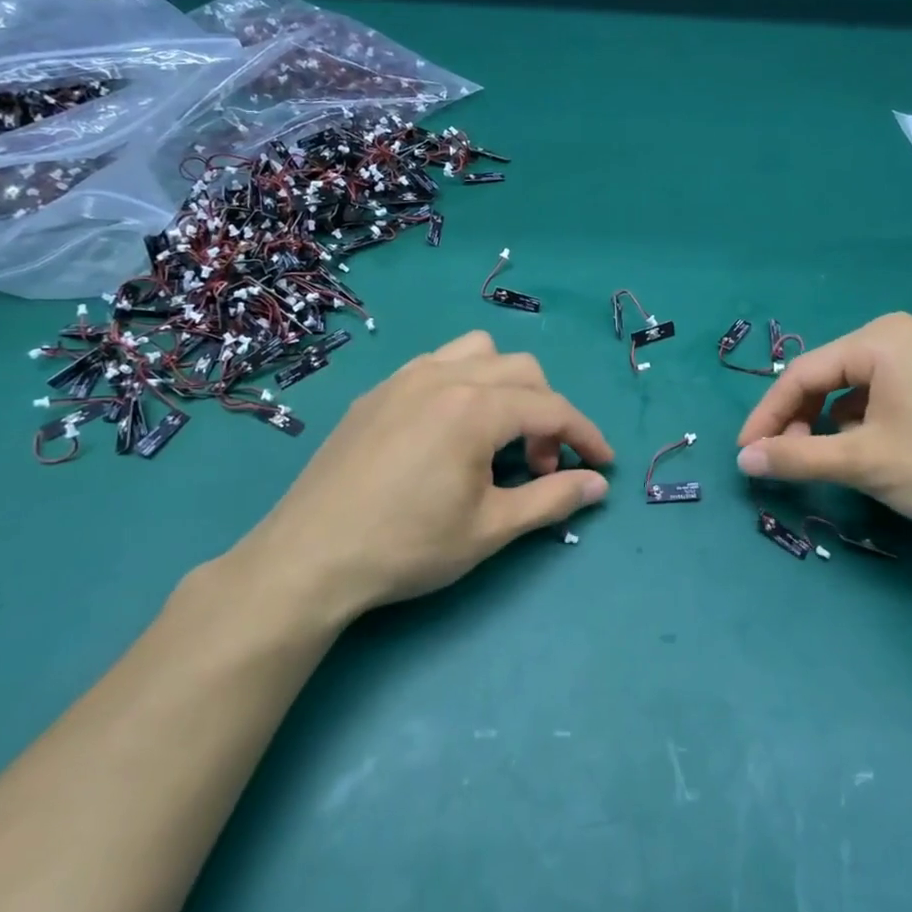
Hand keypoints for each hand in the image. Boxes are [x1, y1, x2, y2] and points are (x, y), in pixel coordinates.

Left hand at [237, 330, 612, 621]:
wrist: (309, 558)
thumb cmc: (408, 546)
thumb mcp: (491, 528)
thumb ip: (552, 499)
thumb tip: (597, 485)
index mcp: (476, 408)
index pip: (552, 408)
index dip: (585, 435)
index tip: (602, 464)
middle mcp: (444, 377)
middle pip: (522, 371)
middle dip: (547, 413)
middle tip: (541, 465)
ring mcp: (405, 378)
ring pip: (478, 352)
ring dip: (506, 385)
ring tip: (498, 433)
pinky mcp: (377, 393)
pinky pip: (437, 365)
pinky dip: (464, 383)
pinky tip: (449, 431)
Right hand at [735, 312, 911, 534]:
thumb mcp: (863, 461)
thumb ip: (797, 456)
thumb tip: (744, 460)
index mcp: (881, 338)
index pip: (803, 372)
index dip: (768, 414)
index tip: (745, 452)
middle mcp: (902, 333)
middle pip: (829, 374)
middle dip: (800, 416)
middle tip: (784, 458)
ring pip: (856, 384)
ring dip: (830, 419)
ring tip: (824, 456)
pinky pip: (885, 390)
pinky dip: (863, 417)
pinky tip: (866, 447)